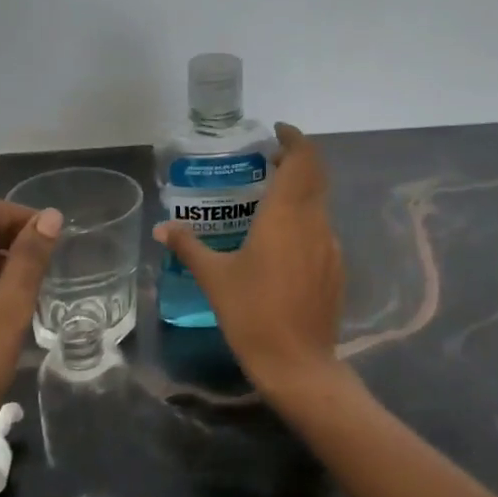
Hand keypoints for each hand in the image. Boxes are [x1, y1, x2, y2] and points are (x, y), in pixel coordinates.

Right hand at [156, 124, 344, 403]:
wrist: (298, 364)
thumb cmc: (252, 314)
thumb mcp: (214, 278)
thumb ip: (188, 246)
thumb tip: (162, 227)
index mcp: (286, 215)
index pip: (302, 160)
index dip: (294, 139)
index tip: (276, 132)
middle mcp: (314, 222)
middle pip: (315, 175)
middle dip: (295, 160)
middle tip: (266, 160)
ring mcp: (330, 245)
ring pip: (319, 202)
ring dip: (300, 190)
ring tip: (268, 198)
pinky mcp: (336, 268)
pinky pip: (321, 228)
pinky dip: (304, 218)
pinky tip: (281, 240)